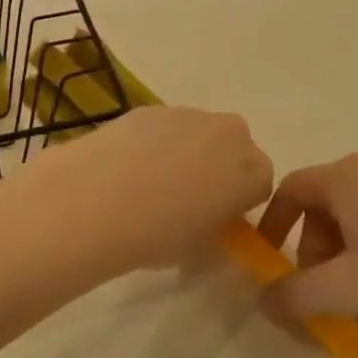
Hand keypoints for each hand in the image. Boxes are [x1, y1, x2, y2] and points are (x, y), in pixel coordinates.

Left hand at [29, 107, 274, 275]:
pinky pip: (166, 128)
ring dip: (186, 153)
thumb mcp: (199, 249)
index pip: (260, 185)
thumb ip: (215, 231)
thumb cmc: (158, 235)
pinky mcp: (153, 108)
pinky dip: (154, 143)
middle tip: (187, 200)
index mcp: (253, 172)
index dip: (238, 203)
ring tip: (148, 185)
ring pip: (199, 135)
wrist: (96, 201)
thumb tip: (206, 223)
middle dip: (218, 169)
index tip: (215, 219)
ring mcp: (190, 115)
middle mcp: (231, 134)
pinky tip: (126, 168)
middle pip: (235, 150)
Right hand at [256, 153, 357, 339]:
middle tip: (323, 290)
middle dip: (312, 247)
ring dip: (342, 250)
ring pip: (354, 210)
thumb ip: (294, 295)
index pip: (291, 188)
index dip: (272, 225)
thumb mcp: (347, 290)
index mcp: (348, 176)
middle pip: (323, 201)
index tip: (269, 262)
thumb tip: (262, 301)